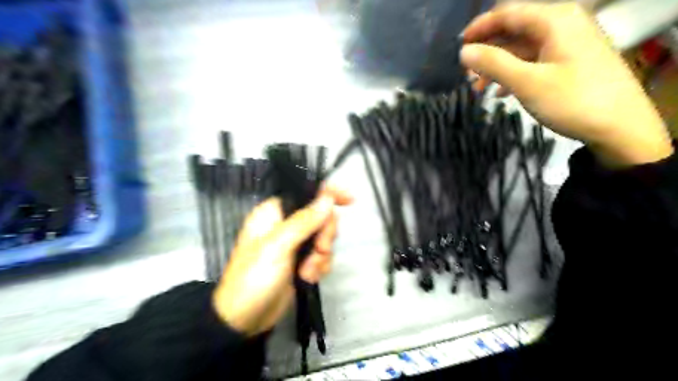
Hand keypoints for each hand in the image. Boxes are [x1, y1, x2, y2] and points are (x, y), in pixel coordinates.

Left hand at [211, 186, 352, 336]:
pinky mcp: (301, 262)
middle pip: (321, 216)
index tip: (349, 200)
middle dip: (324, 234)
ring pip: (324, 238)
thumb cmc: (254, 278)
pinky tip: (307, 277)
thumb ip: (304, 221)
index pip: (305, 193)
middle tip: (319, 249)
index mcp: (274, 213)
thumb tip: (328, 199)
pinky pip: (322, 256)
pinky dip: (319, 267)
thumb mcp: (277, 246)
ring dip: (321, 256)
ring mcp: (295, 244)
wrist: (245, 320)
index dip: (328, 194)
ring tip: (307, 271)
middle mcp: (286, 225)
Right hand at [460, 1, 671, 166]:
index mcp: (554, 21)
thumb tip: (464, 52)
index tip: (458, 47)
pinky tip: (500, 92)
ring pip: (522, 48)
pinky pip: (533, 61)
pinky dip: (513, 74)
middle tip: (466, 74)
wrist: (620, 127)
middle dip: (487, 51)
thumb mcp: (527, 82)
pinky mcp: (569, 62)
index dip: (479, 28)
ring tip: (479, 88)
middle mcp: (562, 25)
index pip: (507, 13)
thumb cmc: (572, 100)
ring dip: (497, 66)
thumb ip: (493, 64)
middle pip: (514, 30)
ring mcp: (567, 44)